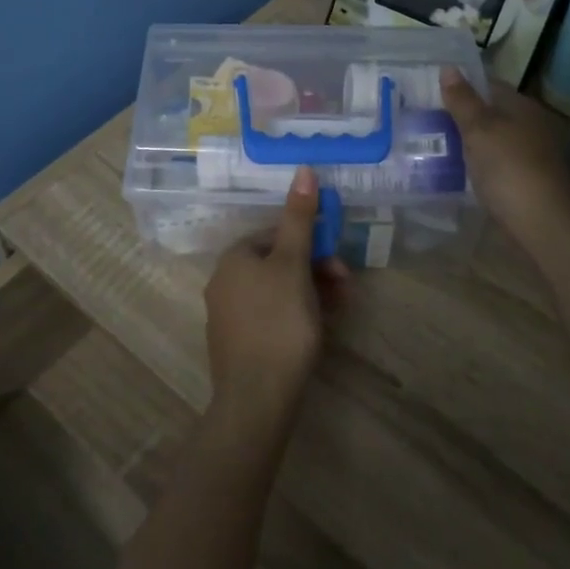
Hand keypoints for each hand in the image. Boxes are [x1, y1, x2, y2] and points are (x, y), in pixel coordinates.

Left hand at [204, 166, 346, 423]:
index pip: (276, 234)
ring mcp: (229, 315)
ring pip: (278, 291)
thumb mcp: (294, 265)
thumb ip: (299, 218)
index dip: (311, 243)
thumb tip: (304, 168)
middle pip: (279, 263)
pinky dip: (296, 316)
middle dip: (316, 269)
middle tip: (345, 286)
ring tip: (339, 309)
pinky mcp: (238, 345)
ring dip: (312, 293)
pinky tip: (317, 330)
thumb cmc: (278, 323)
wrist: (257, 400)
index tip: (339, 262)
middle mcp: (224, 281)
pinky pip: (271, 317)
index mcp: (234, 258)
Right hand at [440, 68, 569, 239]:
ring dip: (468, 142)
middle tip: (425, 118)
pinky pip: (494, 163)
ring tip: (433, 144)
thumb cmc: (509, 168)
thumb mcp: (479, 130)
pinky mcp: (525, 181)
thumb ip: (463, 100)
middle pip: (490, 113)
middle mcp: (530, 126)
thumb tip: (449, 68)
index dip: (461, 86)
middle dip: (461, 116)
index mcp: (522, 107)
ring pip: (492, 140)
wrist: (542, 224)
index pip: (489, 85)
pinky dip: (476, 164)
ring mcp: (530, 155)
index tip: (430, 92)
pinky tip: (456, 171)